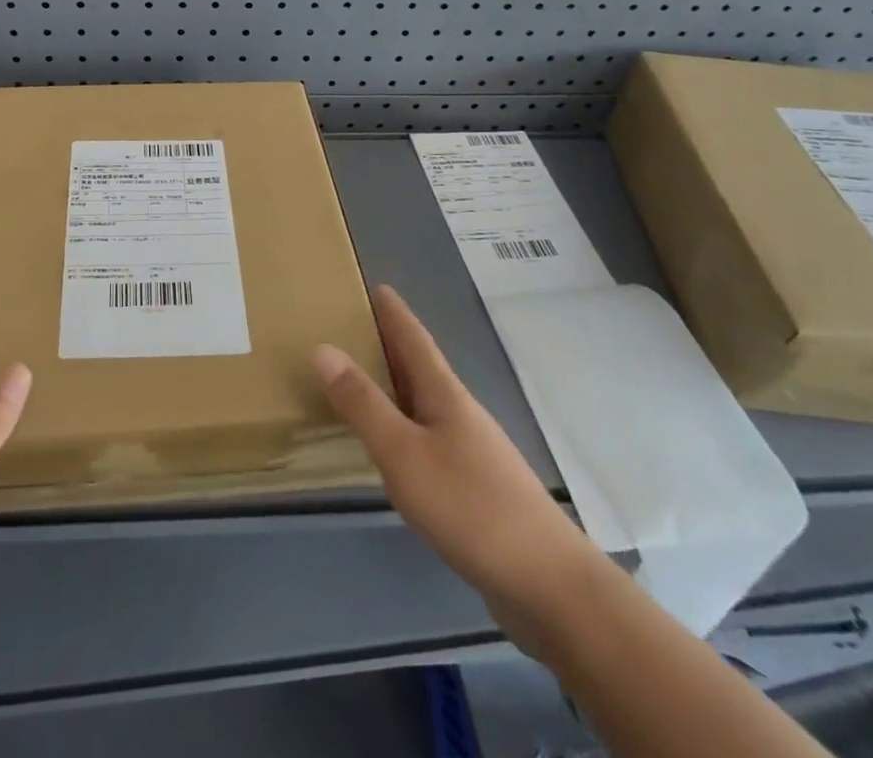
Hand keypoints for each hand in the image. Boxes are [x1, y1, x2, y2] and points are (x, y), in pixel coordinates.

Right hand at [312, 284, 604, 647]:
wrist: (549, 586)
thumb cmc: (470, 506)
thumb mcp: (403, 453)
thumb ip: (362, 404)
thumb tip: (323, 348)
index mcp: (444, 394)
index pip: (414, 339)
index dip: (394, 313)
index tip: (377, 286)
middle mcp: (460, 413)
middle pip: (421, 368)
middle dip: (391, 345)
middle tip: (354, 327)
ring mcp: (473, 452)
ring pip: (426, 404)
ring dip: (397, 386)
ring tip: (364, 380)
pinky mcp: (477, 489)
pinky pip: (430, 439)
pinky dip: (405, 427)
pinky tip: (394, 447)